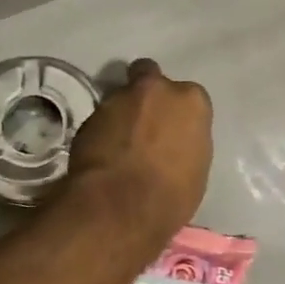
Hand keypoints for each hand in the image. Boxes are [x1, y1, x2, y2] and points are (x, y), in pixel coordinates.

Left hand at [64, 60, 212, 248]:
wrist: (119, 206)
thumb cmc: (171, 194)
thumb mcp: (195, 168)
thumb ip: (185, 142)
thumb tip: (171, 143)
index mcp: (191, 101)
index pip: (189, 96)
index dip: (178, 112)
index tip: (174, 130)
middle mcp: (156, 89)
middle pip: (149, 77)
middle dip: (146, 95)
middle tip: (145, 124)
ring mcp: (118, 99)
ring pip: (121, 98)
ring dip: (122, 114)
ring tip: (120, 145)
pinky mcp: (89, 116)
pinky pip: (101, 119)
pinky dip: (103, 131)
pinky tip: (103, 155)